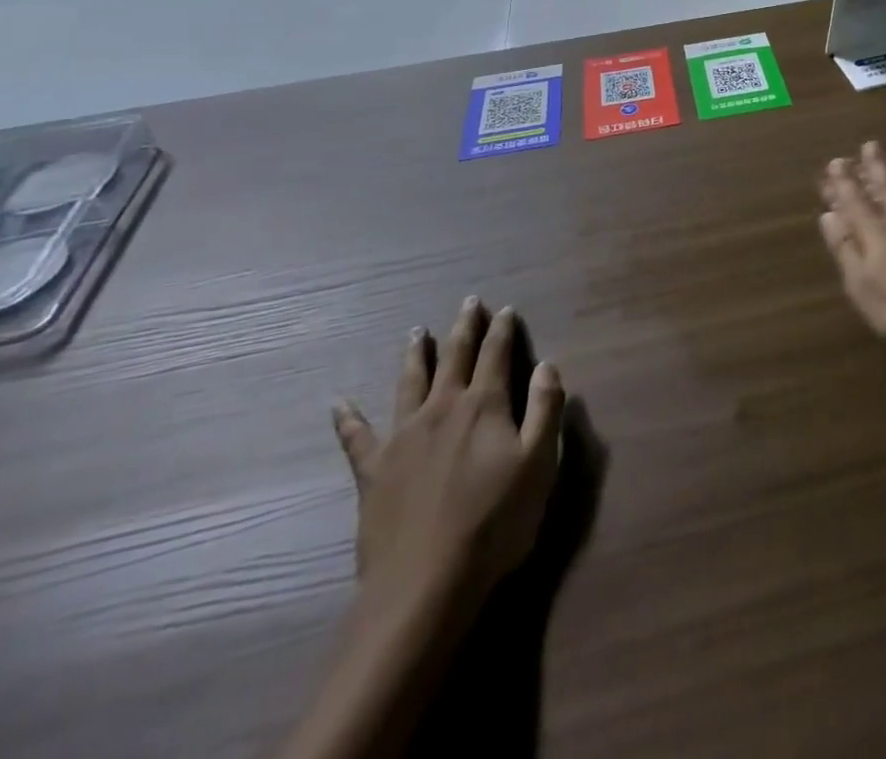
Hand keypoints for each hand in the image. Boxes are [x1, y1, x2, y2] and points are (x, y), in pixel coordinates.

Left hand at [332, 299, 563, 634]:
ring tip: (416, 332)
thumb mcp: (538, 463)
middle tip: (468, 302)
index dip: (502, 330)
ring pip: (410, 383)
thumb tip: (547, 364)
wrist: (426, 584)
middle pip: (454, 358)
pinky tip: (338, 404)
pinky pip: (357, 438)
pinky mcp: (374, 471)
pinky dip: (348, 419)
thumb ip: (545, 409)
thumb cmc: (495, 522)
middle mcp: (442, 408)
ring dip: (416, 355)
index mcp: (484, 405)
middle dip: (464, 328)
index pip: (496, 355)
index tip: (505, 309)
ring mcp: (403, 437)